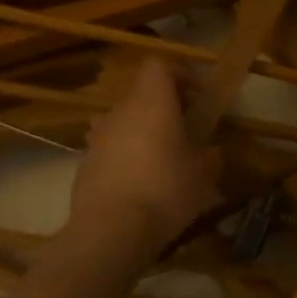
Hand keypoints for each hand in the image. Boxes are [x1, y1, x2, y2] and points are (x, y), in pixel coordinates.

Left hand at [63, 59, 221, 268]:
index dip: (177, 75)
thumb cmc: (165, 190)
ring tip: (157, 158)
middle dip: (161, 107)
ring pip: (122, 122)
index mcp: (153, 102)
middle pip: (140, 94)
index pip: (159, 66)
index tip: (195, 95)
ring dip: (139, 132)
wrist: (110, 231)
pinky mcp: (84, 164)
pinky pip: (108, 149)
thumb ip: (210, 156)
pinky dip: (122, 157)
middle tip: (182, 130)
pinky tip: (136, 185)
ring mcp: (98, 137)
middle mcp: (121, 111)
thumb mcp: (203, 175)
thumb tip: (212, 151)